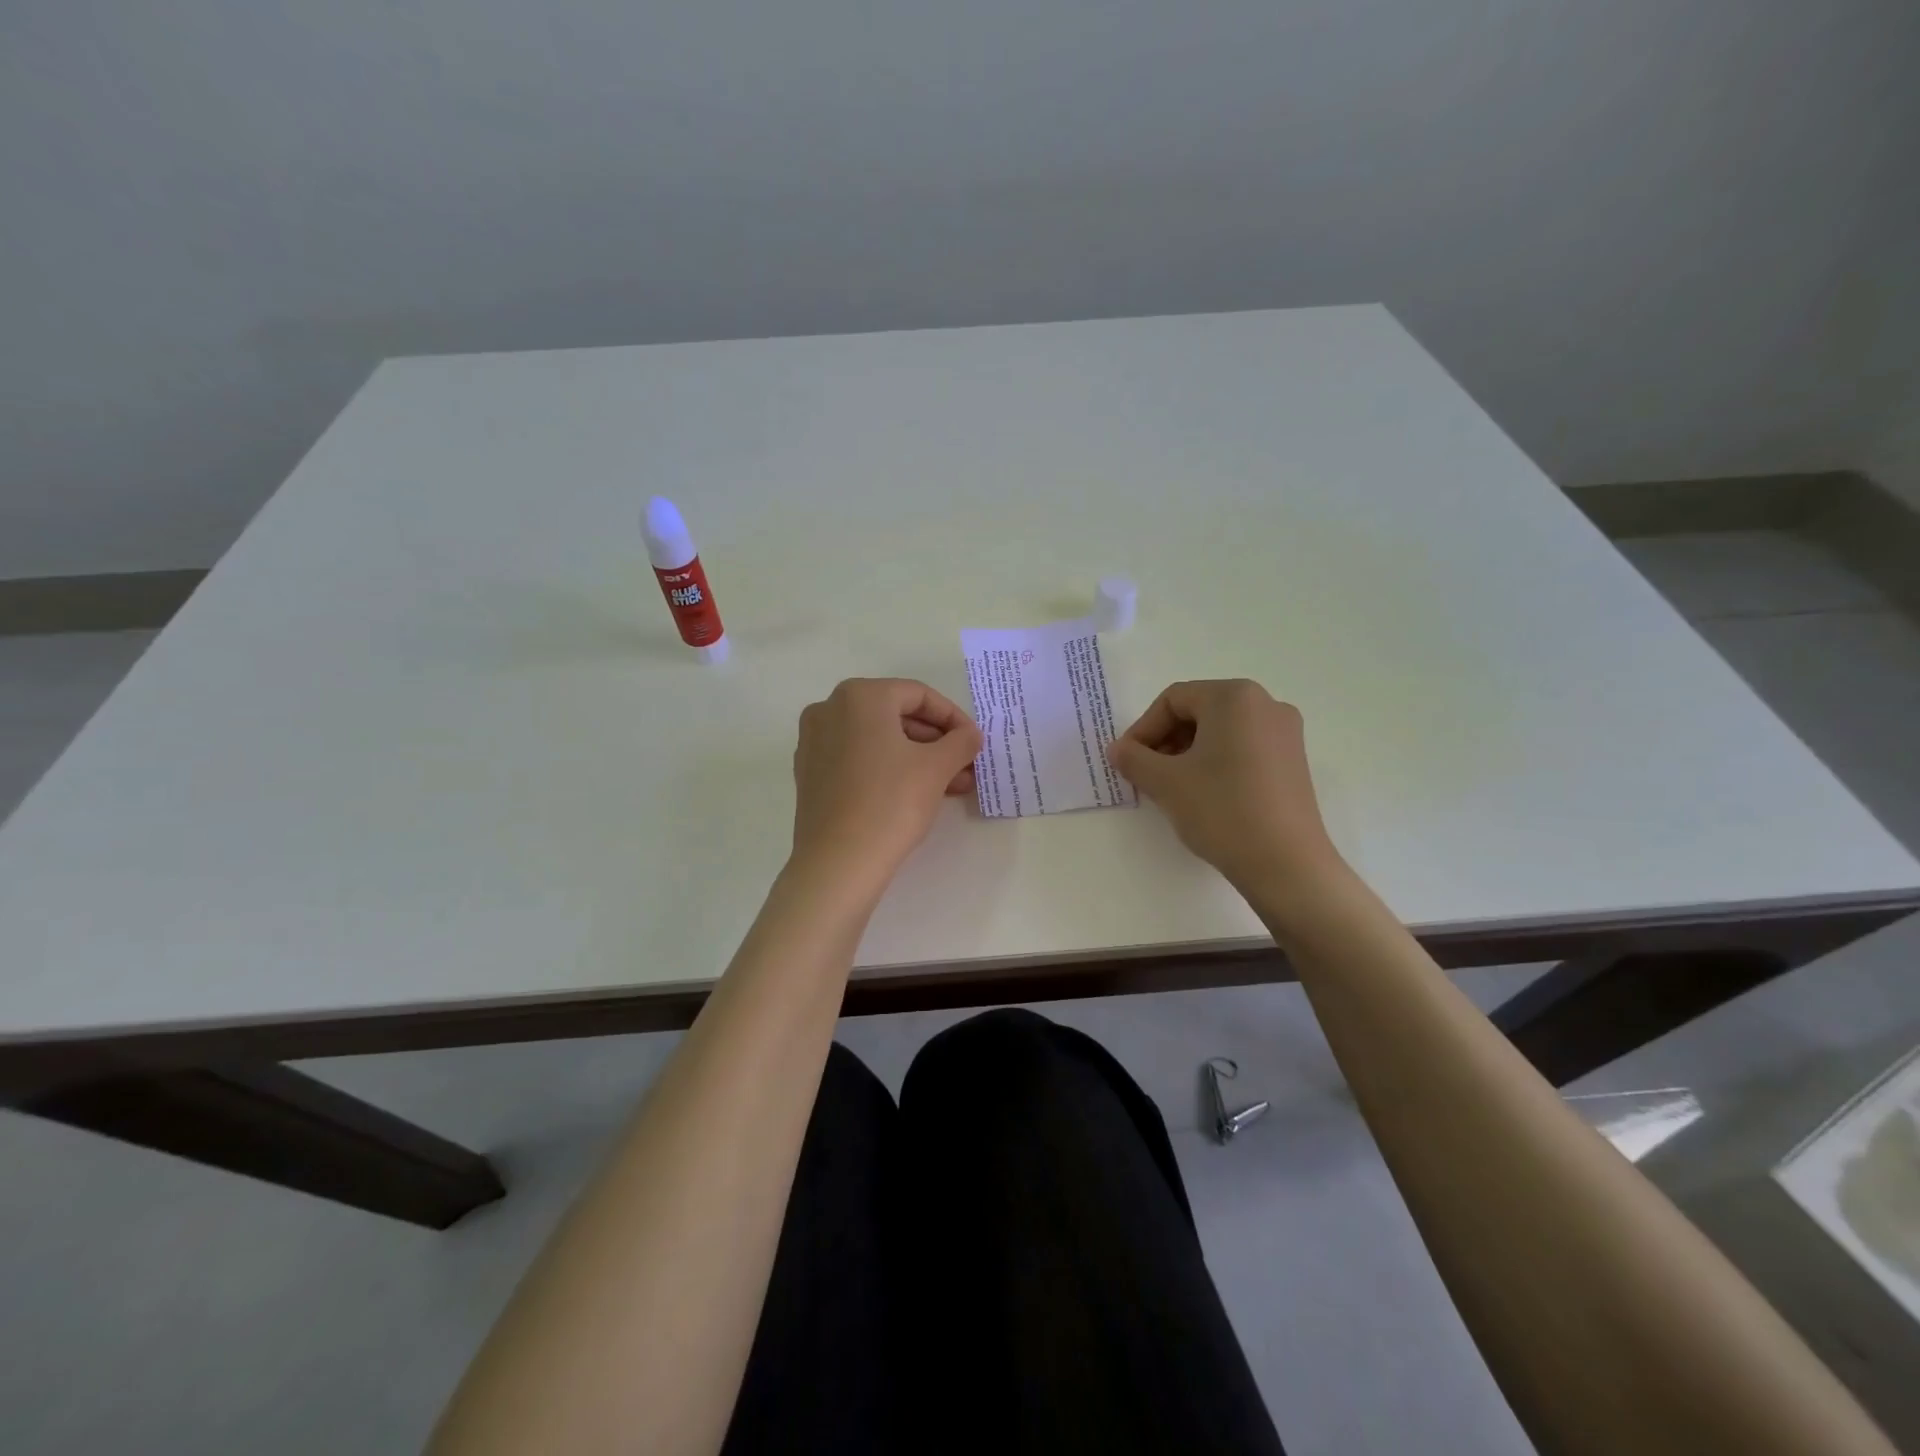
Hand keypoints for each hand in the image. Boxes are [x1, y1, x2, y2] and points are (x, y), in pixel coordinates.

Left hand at [790, 678, 982, 892]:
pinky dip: (888, 769)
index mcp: (859, 696)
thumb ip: (961, 742)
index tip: (975, 743)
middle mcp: (830, 709)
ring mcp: (814, 742)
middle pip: (896, 716)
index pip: (919, 695)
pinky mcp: (810, 773)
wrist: (838, 862)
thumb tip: (970, 735)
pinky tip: (916, 793)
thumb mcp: (937, 767)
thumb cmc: (891, 802)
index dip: (954, 718)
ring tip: (952, 786)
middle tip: (966, 767)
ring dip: (918, 758)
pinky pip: (858, 759)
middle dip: (937, 742)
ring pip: (878, 740)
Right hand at [1108, 679, 1342, 893]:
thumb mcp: (1165, 782)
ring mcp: (1285, 733)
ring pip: (1220, 731)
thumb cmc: (1221, 810)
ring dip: (1188, 752)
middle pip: (1198, 711)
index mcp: (1234, 697)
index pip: (1173, 700)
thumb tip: (1118, 749)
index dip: (1143, 729)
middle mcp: (1265, 704)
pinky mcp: (1293, 761)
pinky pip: (1243, 748)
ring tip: (1172, 787)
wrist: (1285, 864)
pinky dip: (1216, 762)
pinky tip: (1204, 794)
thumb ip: (1133, 758)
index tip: (1128, 762)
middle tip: (1146, 774)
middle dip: (1166, 740)